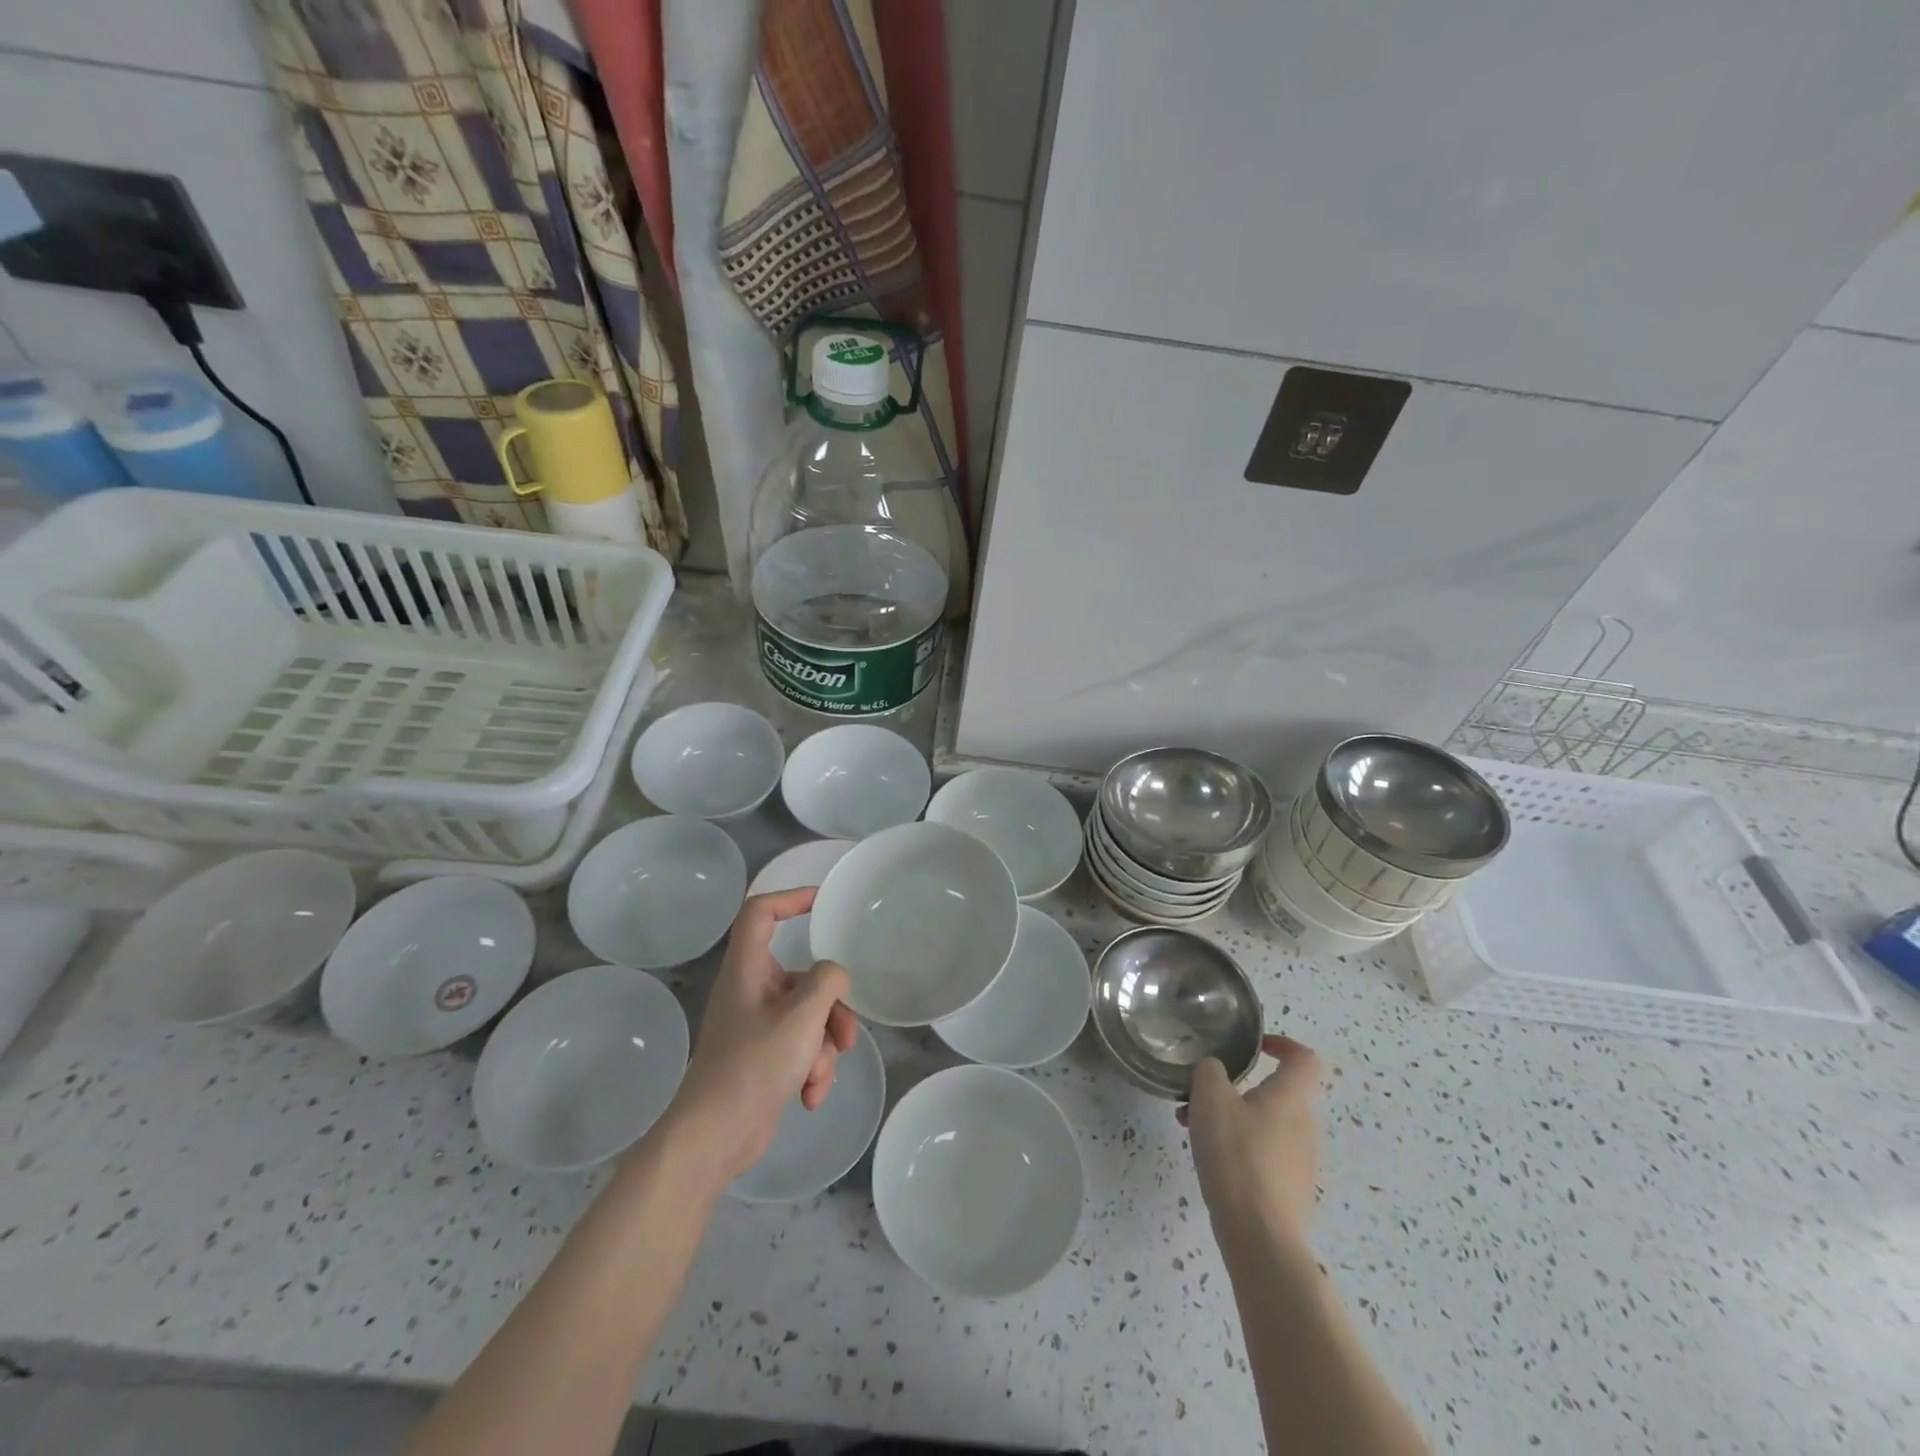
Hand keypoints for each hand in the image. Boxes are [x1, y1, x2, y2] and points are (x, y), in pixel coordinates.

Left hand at [659, 888, 859, 1183]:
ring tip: (820, 1075)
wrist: (714, 1139)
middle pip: (802, 977)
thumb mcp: (801, 1018)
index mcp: (747, 970)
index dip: (790, 898)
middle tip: (845, 1033)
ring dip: (824, 1045)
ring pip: (808, 1017)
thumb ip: (827, 982)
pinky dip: (811, 1068)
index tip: (823, 903)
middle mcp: (750, 992)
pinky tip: (809, 1096)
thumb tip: (834, 975)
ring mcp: (757, 1026)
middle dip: (831, 1007)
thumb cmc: (753, 1067)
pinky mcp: (764, 1058)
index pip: (760, 913)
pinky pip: (801, 1047)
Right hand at [1181, 1034, 1322, 1238]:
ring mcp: (1301, 1162)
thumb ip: (1210, 1071)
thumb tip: (1216, 1071)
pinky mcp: (1290, 1191)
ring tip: (1192, 1129)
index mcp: (1290, 1098)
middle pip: (1276, 1094)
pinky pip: (1264, 1154)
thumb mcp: (1210, 1098)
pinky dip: (1239, 1147)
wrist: (1260, 1236)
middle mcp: (1304, 1126)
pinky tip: (1211, 1161)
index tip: (1256, 1047)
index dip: (1284, 1045)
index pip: (1305, 1059)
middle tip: (1201, 1096)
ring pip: (1264, 1124)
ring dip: (1231, 1118)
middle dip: (1237, 1088)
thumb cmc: (1237, 1155)